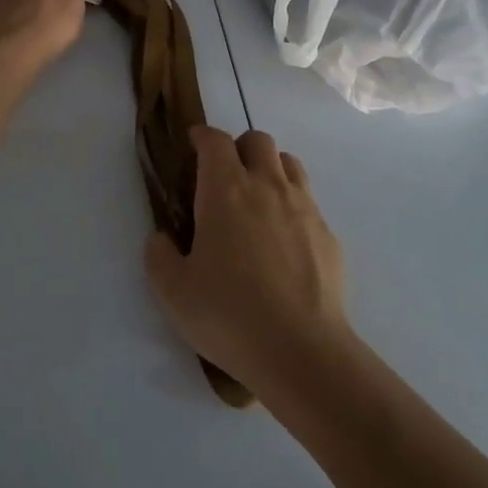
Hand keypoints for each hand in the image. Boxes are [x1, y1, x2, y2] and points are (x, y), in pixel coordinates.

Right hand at [143, 127, 351, 393]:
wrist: (301, 350)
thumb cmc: (229, 315)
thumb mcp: (174, 292)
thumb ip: (159, 256)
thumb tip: (161, 237)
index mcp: (226, 191)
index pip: (215, 141)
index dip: (202, 137)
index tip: (193, 146)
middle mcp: (267, 187)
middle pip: (257, 140)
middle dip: (238, 148)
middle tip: (223, 178)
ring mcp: (303, 207)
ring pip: (289, 164)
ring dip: (270, 169)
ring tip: (256, 200)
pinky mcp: (328, 234)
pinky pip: (308, 201)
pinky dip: (292, 205)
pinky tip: (283, 241)